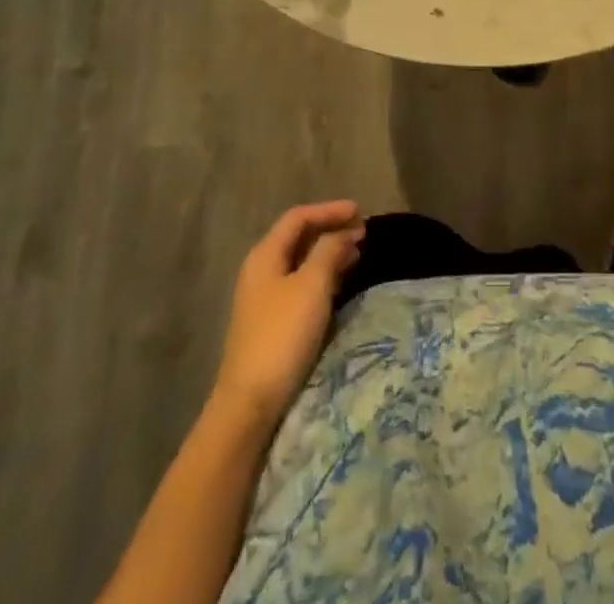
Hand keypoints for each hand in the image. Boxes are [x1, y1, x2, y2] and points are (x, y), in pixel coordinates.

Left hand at [212, 201, 363, 425]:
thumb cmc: (282, 334)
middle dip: (331, 230)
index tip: (360, 212)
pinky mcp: (272, 322)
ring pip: (301, 262)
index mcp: (265, 255)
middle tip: (363, 233)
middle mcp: (261, 270)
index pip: (298, 217)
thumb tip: (345, 232)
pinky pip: (301, 284)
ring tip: (357, 255)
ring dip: (329, 253)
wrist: (250, 403)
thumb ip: (329, 251)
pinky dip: (322, 275)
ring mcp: (264, 298)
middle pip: (298, 237)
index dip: (329, 210)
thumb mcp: (312, 286)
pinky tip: (340, 284)